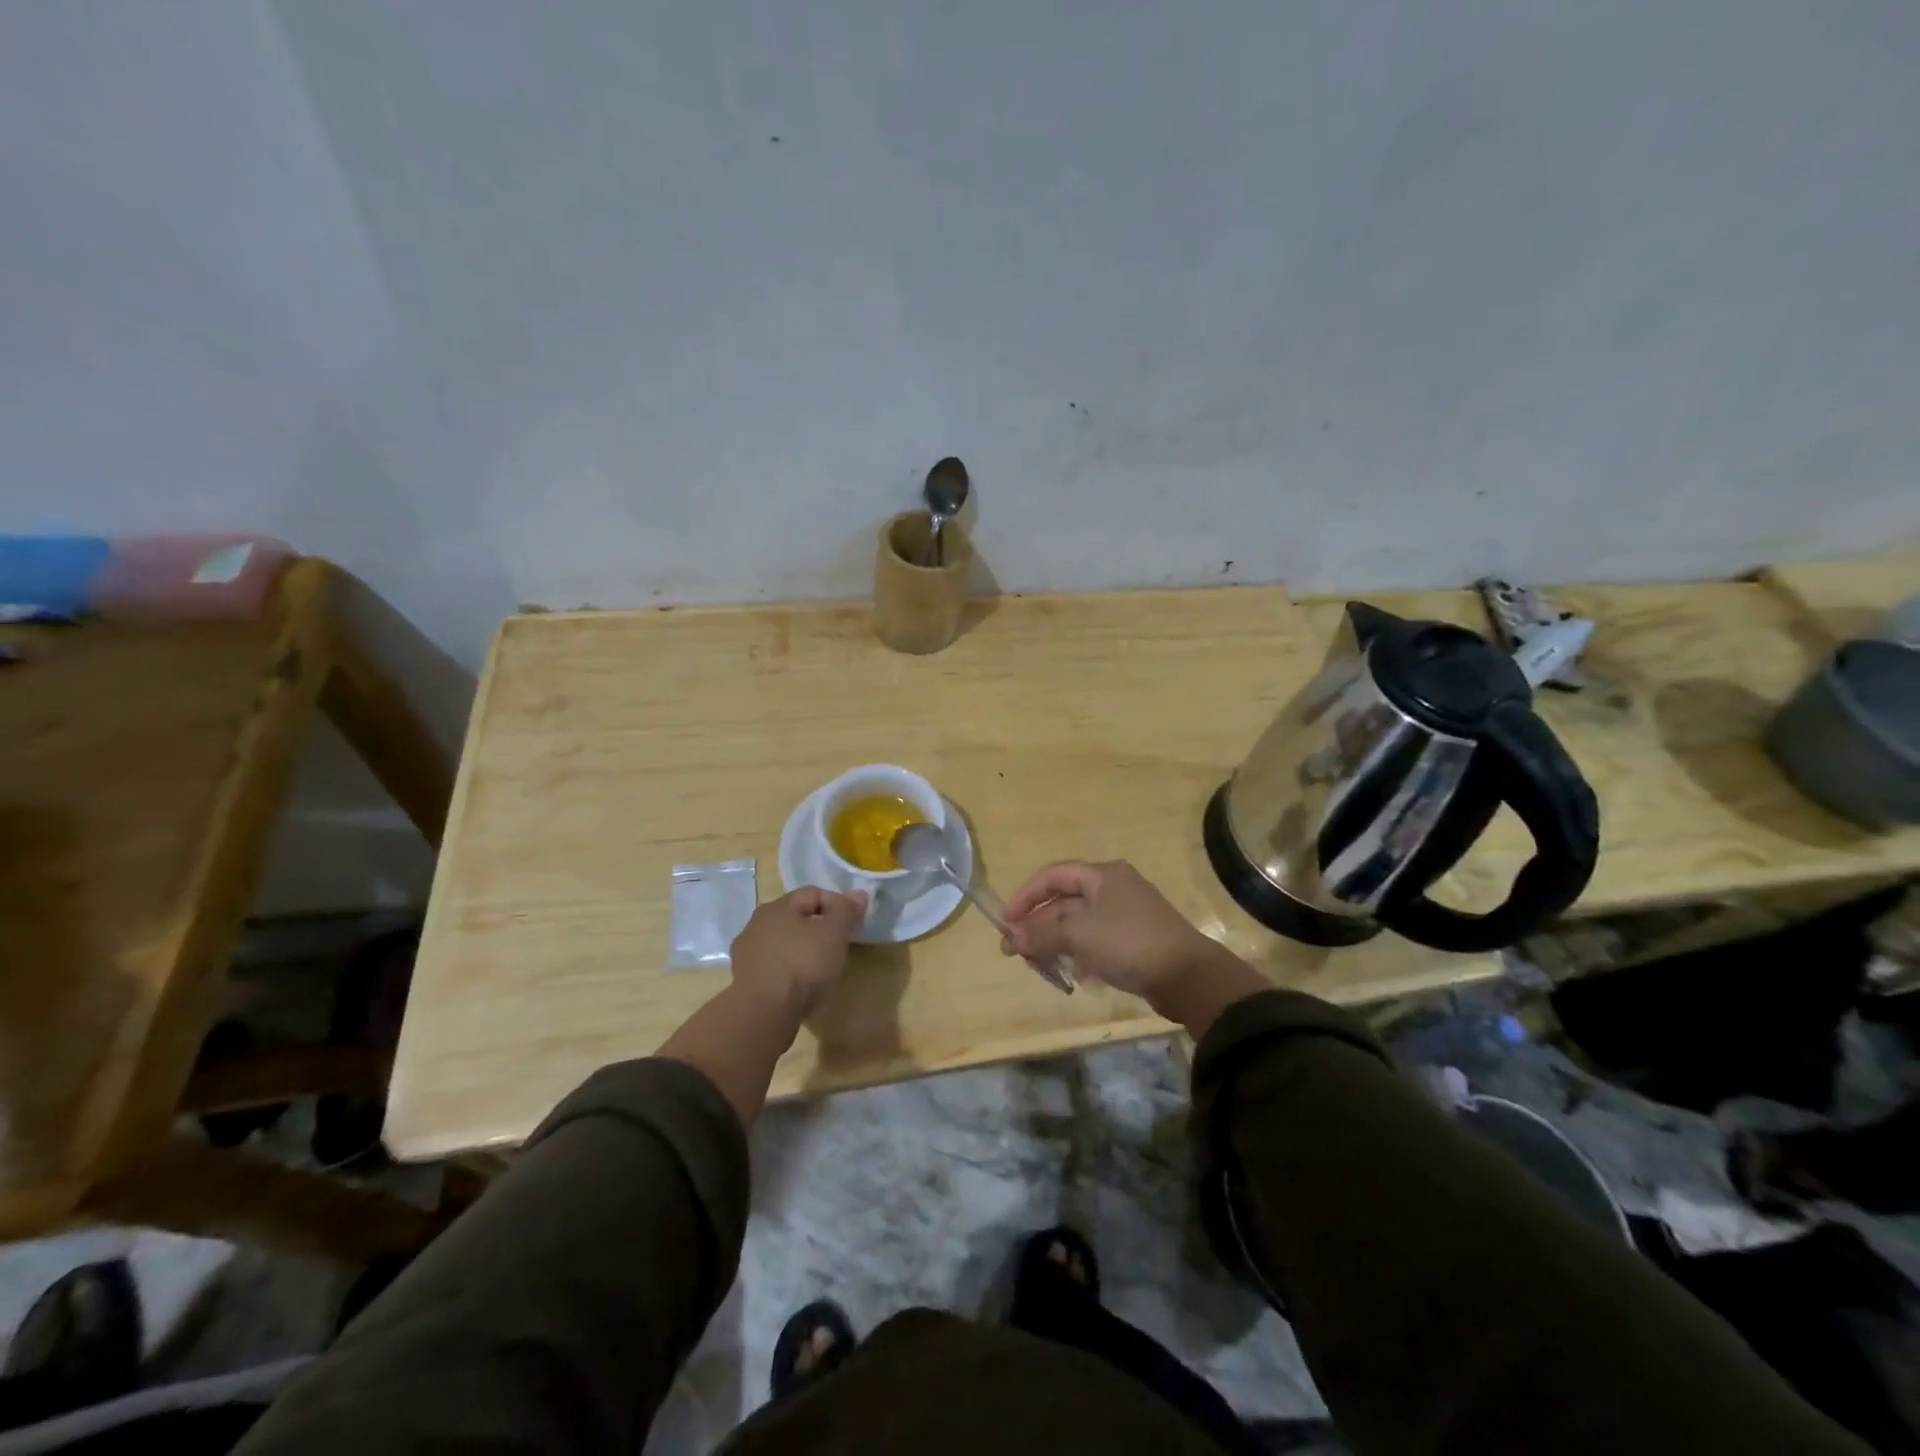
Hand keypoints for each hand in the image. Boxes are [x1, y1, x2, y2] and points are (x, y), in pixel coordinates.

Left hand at [729, 888, 867, 1018]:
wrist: (764, 1013)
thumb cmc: (803, 964)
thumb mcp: (834, 933)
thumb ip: (846, 911)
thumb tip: (858, 894)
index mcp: (777, 906)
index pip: (813, 894)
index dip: (838, 904)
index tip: (854, 924)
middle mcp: (756, 924)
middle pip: (796, 918)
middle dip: (820, 927)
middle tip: (840, 945)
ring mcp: (746, 954)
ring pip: (783, 943)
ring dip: (803, 950)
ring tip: (822, 968)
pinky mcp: (744, 981)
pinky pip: (774, 967)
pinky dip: (790, 971)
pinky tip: (802, 985)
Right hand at [1000, 861, 1222, 1004]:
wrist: (1188, 976)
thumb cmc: (1128, 942)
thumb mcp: (1078, 935)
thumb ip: (1040, 934)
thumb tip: (1009, 938)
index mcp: (1102, 875)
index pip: (1053, 875)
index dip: (1026, 896)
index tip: (1006, 922)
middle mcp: (1114, 888)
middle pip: (1065, 902)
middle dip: (1038, 925)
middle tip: (1016, 951)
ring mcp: (1127, 915)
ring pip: (1079, 925)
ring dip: (1056, 943)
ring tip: (1041, 967)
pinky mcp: (1136, 942)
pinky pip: (1097, 943)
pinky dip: (1081, 955)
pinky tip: (1077, 976)